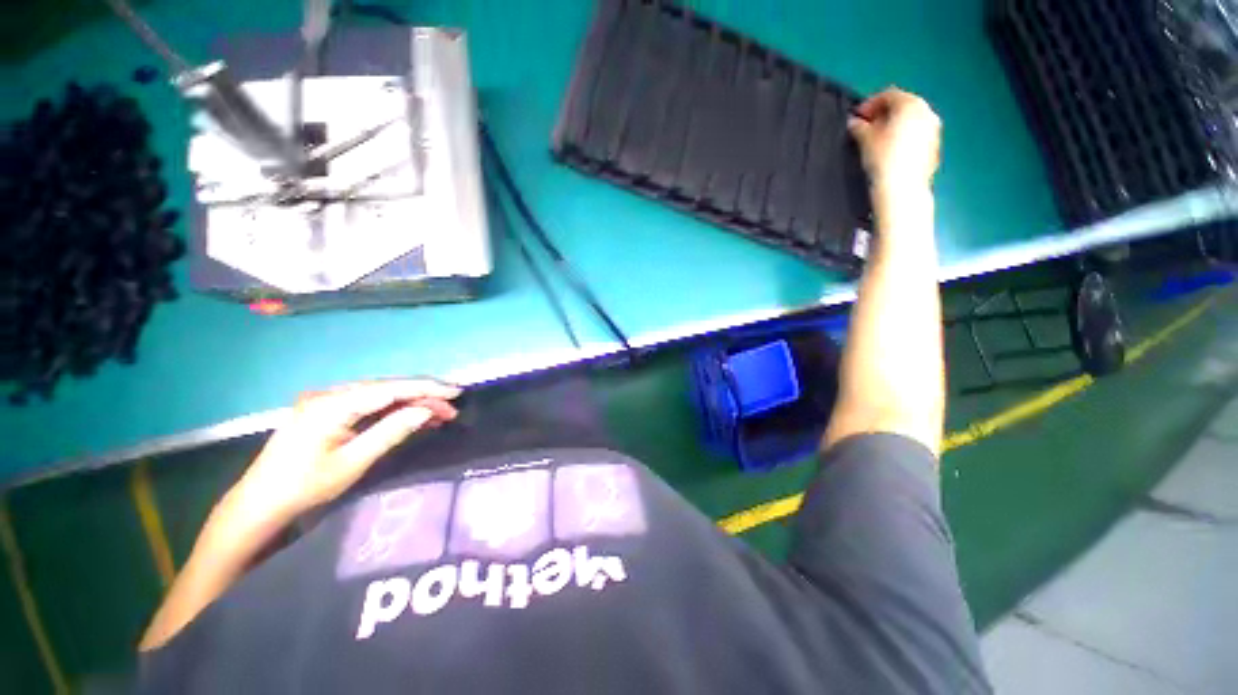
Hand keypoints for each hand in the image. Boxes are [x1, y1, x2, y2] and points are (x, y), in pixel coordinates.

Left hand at [224, 379, 460, 534]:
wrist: (259, 504)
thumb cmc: (305, 487)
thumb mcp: (353, 463)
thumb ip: (390, 432)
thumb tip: (424, 411)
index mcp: (332, 405)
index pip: (390, 389)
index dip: (426, 389)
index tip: (456, 391)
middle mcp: (329, 395)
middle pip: (387, 388)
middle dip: (423, 396)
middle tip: (451, 408)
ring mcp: (325, 401)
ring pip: (380, 394)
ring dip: (410, 402)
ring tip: (439, 413)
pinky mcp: (325, 410)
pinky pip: (367, 403)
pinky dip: (392, 408)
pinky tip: (411, 415)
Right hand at [848, 88, 941, 192]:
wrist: (902, 187)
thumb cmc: (883, 158)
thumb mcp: (865, 140)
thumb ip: (859, 127)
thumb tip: (854, 122)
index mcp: (910, 104)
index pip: (888, 95)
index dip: (870, 104)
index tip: (856, 117)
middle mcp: (926, 111)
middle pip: (903, 106)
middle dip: (884, 114)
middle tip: (867, 127)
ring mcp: (934, 129)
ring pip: (911, 121)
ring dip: (895, 126)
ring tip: (878, 140)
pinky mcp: (934, 146)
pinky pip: (917, 134)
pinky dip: (904, 137)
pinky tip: (891, 151)